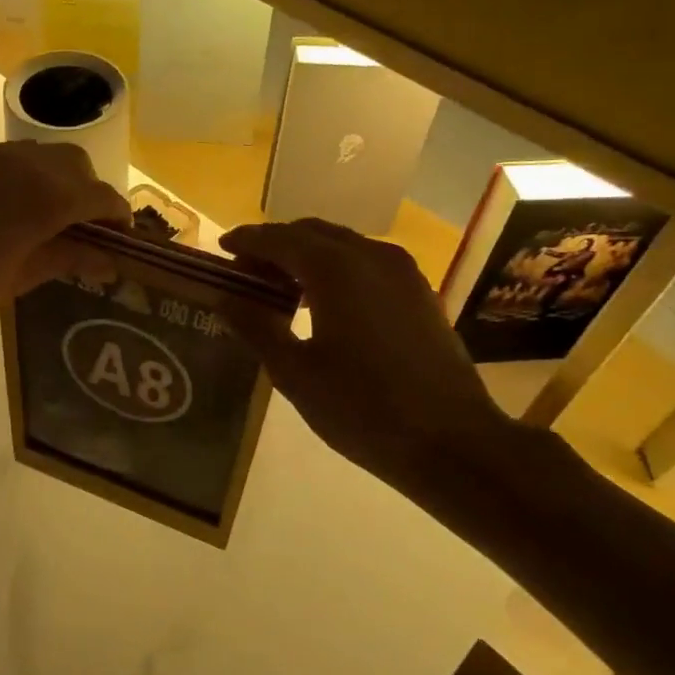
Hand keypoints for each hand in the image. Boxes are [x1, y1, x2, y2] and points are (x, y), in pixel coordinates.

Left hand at [0, 141, 128, 346]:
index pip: (99, 195)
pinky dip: (10, 177)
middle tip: (80, 227)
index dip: (116, 215)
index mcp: (42, 198)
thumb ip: (66, 259)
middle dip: (86, 190)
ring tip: (38, 215)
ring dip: (49, 178)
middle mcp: (17, 163)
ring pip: (33, 153)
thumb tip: (108, 259)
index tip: (119, 237)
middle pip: (72, 162)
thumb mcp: (16, 281)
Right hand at [220, 219, 519, 497]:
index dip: (247, 240)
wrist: (452, 441)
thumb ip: (256, 327)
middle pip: (311, 233)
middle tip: (247, 274)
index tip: (222, 248)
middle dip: (275, 246)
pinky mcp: (419, 292)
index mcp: (335, 268)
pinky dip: (337, 269)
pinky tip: (325, 302)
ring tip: (281, 289)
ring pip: (342, 245)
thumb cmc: (363, 408)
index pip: (279, 239)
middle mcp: (370, 255)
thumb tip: (226, 298)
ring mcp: (402, 271)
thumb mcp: (295, 373)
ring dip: (307, 256)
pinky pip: (367, 263)